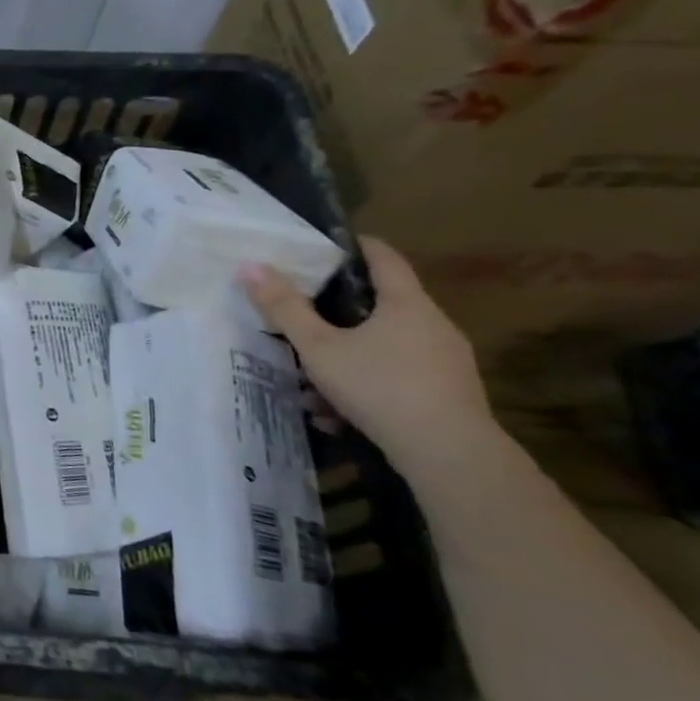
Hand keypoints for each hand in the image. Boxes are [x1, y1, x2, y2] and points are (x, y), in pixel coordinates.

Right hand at [240, 236, 494, 462]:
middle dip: (339, 313)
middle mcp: (433, 325)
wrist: (449, 455)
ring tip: (310, 386)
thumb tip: (250, 266)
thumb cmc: (380, 387)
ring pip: (385, 347)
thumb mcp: (319, 348)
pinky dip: (367, 386)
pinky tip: (337, 415)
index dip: (355, 246)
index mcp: (407, 304)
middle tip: (304, 317)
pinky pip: (398, 377)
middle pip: (382, 305)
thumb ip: (284, 308)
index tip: (327, 245)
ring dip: (347, 359)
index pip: (384, 258)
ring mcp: (446, 361)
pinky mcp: (448, 394)